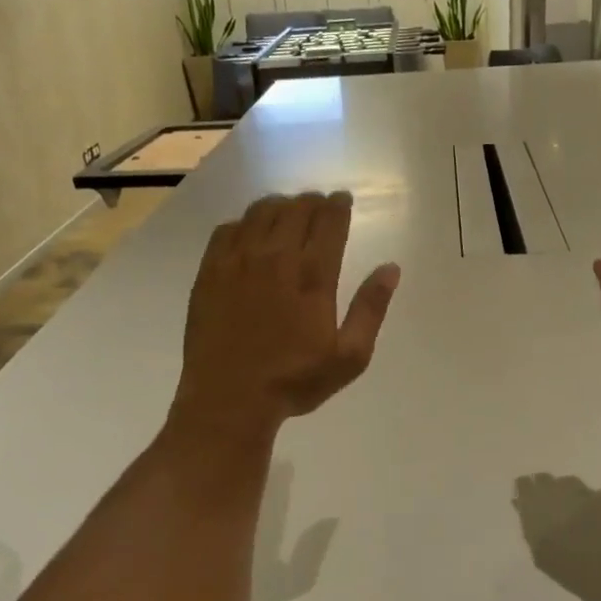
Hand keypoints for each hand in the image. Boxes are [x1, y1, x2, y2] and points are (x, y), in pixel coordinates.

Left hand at [173, 192, 399, 439]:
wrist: (229, 399)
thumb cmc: (294, 381)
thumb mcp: (349, 357)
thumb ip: (370, 309)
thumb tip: (390, 268)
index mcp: (313, 276)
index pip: (329, 222)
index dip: (338, 206)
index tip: (342, 201)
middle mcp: (276, 258)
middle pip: (295, 210)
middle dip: (311, 201)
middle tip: (318, 204)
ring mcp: (238, 262)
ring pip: (260, 213)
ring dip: (279, 206)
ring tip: (287, 212)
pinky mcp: (209, 272)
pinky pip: (227, 230)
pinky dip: (244, 222)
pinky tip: (249, 232)